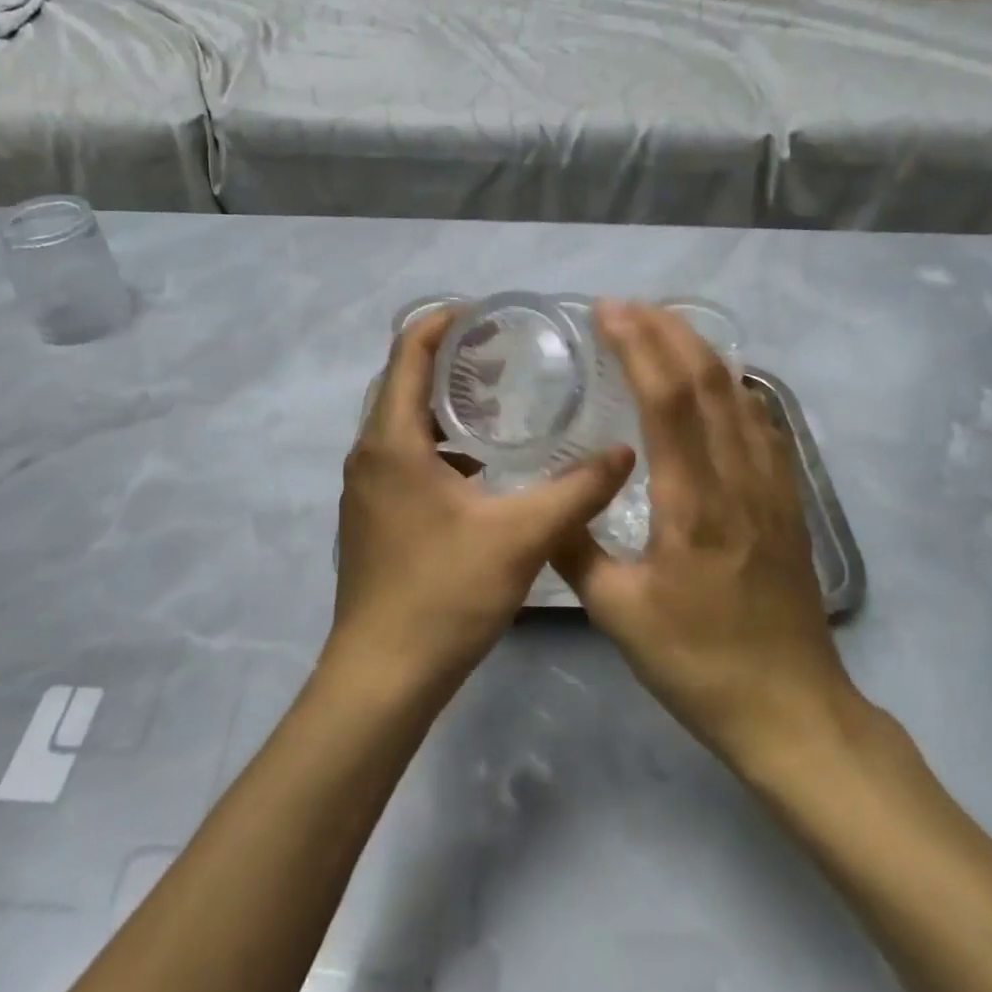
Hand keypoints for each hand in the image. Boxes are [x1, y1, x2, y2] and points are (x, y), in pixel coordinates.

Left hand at [330, 308, 635, 695]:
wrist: (382, 677)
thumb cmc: (443, 595)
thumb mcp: (521, 537)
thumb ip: (576, 490)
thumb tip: (625, 453)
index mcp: (392, 441)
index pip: (408, 352)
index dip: (443, 322)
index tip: (489, 314)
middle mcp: (369, 454)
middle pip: (404, 382)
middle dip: (450, 360)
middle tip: (507, 356)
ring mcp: (366, 487)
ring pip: (403, 422)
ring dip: (445, 405)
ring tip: (501, 402)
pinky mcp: (373, 516)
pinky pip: (404, 457)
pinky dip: (440, 444)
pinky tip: (484, 467)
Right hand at [552, 302, 872, 772]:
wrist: (792, 709)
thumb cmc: (698, 663)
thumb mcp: (617, 612)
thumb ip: (574, 548)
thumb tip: (544, 501)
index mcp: (694, 502)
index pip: (669, 399)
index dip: (639, 345)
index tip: (607, 312)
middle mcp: (738, 478)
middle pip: (708, 379)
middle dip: (666, 330)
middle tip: (625, 306)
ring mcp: (771, 485)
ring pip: (738, 393)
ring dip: (698, 349)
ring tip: (660, 326)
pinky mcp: (787, 499)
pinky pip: (760, 421)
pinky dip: (730, 384)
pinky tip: (713, 380)